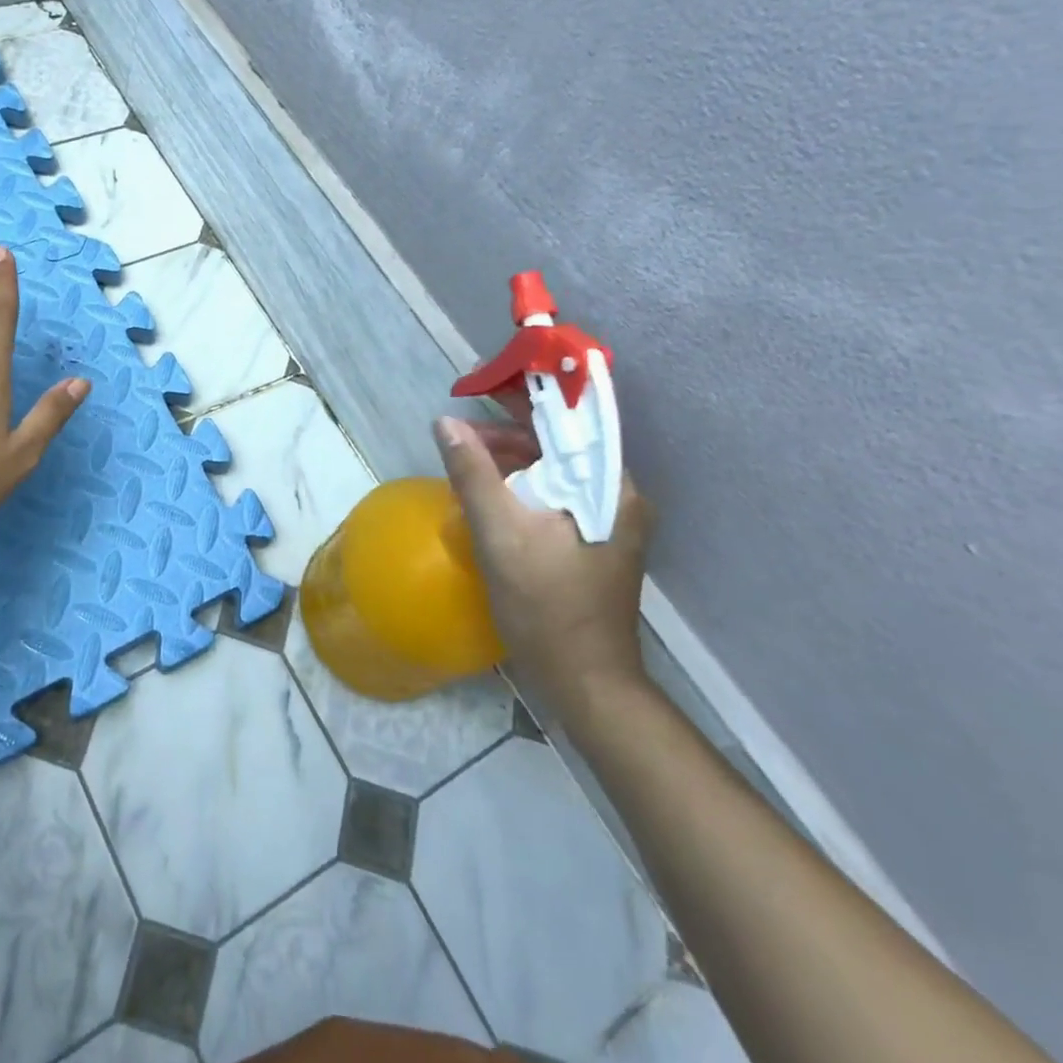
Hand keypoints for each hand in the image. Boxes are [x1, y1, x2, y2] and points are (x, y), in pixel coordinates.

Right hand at [434, 414, 655, 723]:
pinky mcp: (592, 540)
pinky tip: (488, 492)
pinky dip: (520, 484)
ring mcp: (607, 519)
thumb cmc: (546, 608)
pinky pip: (554, 494)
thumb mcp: (500, 535)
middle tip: (459, 427)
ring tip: (465, 457)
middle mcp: (617, 495)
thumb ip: (473, 474)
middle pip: (559, 442)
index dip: (524, 392)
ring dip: (510, 458)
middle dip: (508, 428)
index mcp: (608, 486)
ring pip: (554, 468)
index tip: (480, 379)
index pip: (567, 418)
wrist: (587, 683)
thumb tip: (446, 422)